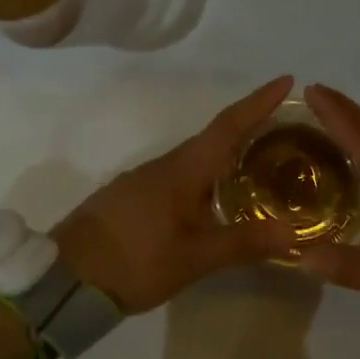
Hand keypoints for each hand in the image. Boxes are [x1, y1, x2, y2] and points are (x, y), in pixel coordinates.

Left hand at [52, 77, 298, 313]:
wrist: (65, 278)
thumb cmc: (133, 261)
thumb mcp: (192, 258)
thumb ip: (242, 242)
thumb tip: (294, 231)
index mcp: (184, 169)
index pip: (228, 125)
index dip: (258, 102)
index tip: (286, 80)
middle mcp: (167, 164)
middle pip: (215, 135)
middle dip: (251, 124)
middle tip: (287, 125)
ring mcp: (148, 179)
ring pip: (198, 155)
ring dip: (230, 149)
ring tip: (262, 159)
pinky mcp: (136, 196)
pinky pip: (184, 172)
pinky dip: (210, 171)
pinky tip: (219, 193)